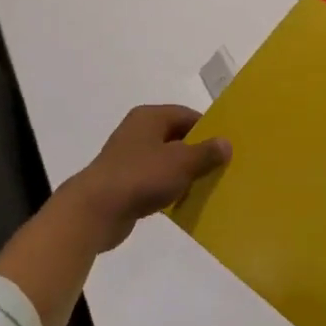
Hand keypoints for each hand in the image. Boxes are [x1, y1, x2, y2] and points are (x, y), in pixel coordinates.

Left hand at [59, 104, 230, 248]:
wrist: (96, 209)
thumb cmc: (141, 176)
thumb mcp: (181, 162)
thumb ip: (205, 152)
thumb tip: (226, 142)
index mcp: (150, 117)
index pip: (187, 115)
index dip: (209, 129)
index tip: (228, 147)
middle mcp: (138, 131)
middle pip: (177, 137)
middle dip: (199, 153)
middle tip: (224, 168)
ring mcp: (130, 157)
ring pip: (167, 160)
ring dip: (185, 173)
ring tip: (210, 187)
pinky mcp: (126, 181)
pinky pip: (155, 180)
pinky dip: (170, 188)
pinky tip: (185, 202)